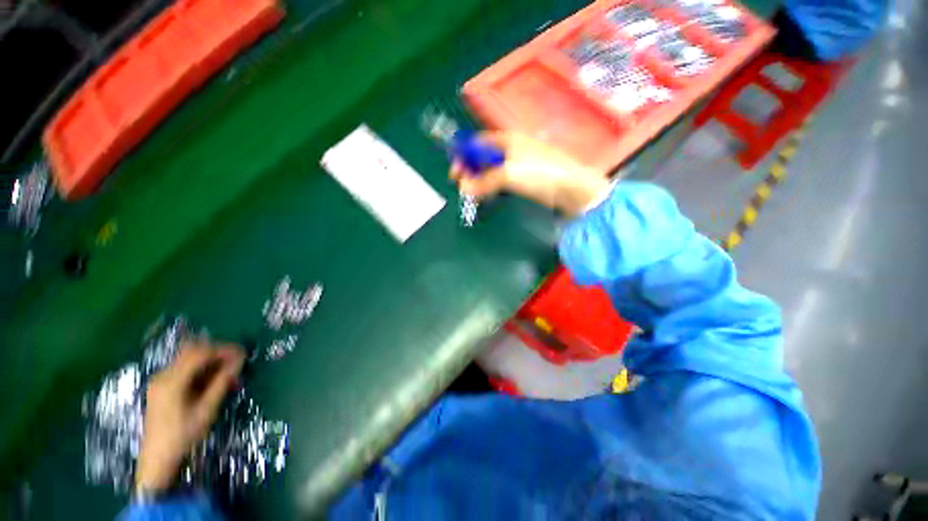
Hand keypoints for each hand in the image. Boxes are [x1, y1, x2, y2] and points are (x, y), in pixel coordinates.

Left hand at [135, 342, 244, 493]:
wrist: (157, 459)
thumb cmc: (183, 436)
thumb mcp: (206, 410)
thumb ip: (222, 383)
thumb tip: (239, 361)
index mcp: (172, 381)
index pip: (200, 353)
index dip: (224, 350)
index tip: (243, 354)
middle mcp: (163, 375)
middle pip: (192, 351)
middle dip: (216, 351)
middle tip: (236, 359)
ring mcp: (160, 380)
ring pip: (187, 357)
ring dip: (209, 359)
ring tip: (227, 370)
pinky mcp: (161, 386)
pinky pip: (183, 367)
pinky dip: (200, 367)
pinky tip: (212, 378)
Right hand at [449, 132, 610, 216]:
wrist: (571, 188)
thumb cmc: (539, 173)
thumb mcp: (508, 174)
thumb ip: (484, 181)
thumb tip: (464, 188)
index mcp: (507, 139)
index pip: (478, 143)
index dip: (464, 155)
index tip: (454, 173)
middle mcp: (511, 148)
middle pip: (484, 157)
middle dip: (471, 170)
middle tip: (462, 186)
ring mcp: (518, 163)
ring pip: (492, 170)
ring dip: (480, 181)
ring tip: (473, 193)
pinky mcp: (524, 178)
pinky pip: (501, 180)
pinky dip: (492, 187)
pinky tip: (488, 195)